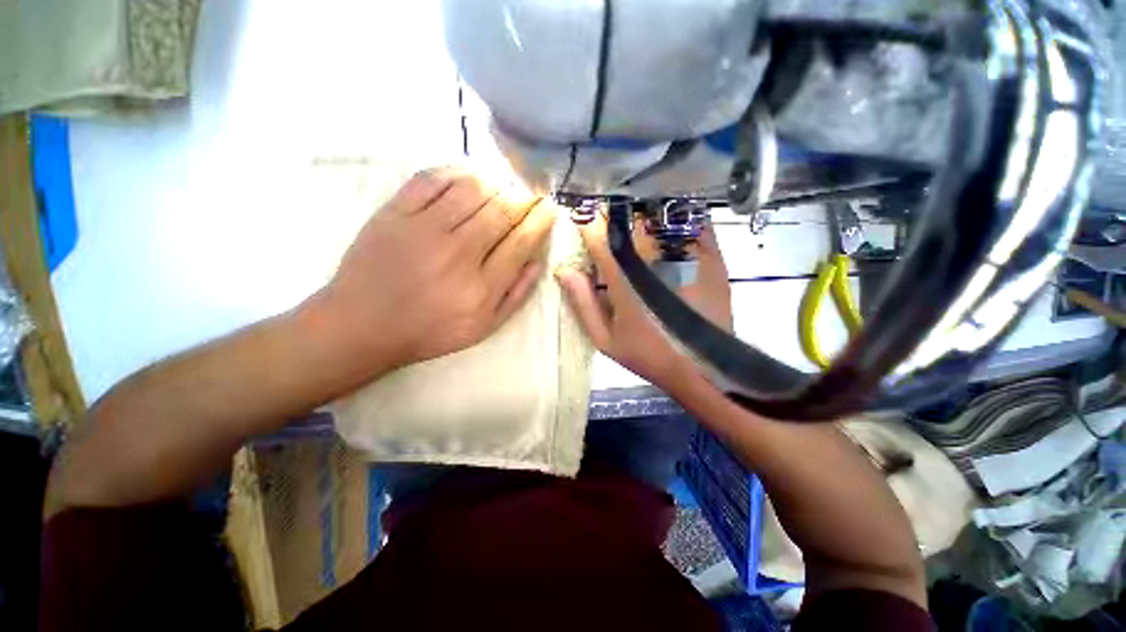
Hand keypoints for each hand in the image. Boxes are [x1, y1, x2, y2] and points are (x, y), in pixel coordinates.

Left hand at [310, 168, 556, 375]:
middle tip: (531, 193)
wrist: (362, 324)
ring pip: (472, 188)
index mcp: (482, 287)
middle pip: (502, 210)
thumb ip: (516, 295)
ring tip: (503, 187)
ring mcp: (424, 229)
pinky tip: (468, 178)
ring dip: (496, 182)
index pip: (522, 240)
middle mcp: (458, 253)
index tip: (550, 207)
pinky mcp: (394, 213)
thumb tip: (538, 260)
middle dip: (525, 197)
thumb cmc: (430, 331)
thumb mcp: (484, 327)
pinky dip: (457, 172)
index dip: (541, 219)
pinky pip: (432, 179)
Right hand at [555, 214, 731, 391]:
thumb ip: (583, 303)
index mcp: (624, 278)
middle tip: (611, 222)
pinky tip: (669, 227)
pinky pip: (692, 222)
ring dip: (645, 213)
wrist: (702, 367)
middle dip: (615, 216)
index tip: (582, 220)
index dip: (587, 224)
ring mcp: (686, 254)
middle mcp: (654, 258)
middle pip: (629, 218)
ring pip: (661, 214)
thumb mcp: (605, 339)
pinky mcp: (711, 256)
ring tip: (638, 221)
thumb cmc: (648, 355)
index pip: (598, 236)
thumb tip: (565, 271)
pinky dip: (677, 218)